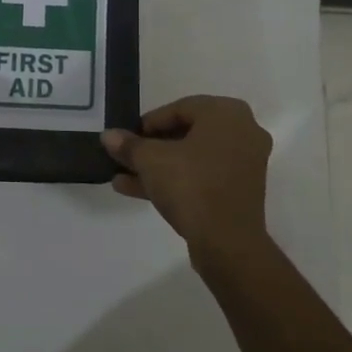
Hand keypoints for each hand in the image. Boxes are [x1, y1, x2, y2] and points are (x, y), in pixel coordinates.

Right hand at [102, 95, 271, 259]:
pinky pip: (202, 177)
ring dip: (157, 167)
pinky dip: (175, 180)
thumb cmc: (191, 185)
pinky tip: (135, 190)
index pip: (179, 109)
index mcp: (226, 113)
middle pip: (186, 133)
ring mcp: (244, 163)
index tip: (126, 139)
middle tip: (125, 157)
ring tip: (121, 177)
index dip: (147, 124)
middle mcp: (242, 132)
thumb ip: (129, 145)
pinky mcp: (239, 191)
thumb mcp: (151, 161)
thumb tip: (108, 136)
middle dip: (150, 148)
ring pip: (192, 158)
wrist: (227, 242)